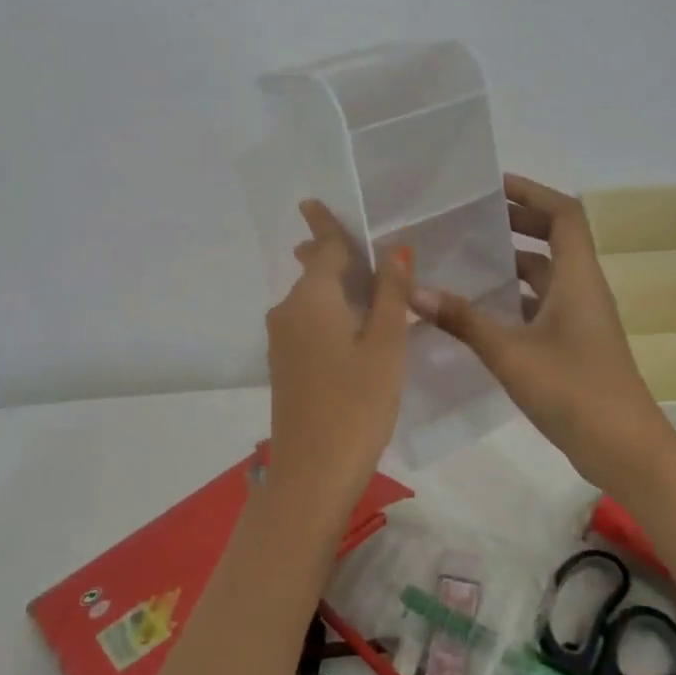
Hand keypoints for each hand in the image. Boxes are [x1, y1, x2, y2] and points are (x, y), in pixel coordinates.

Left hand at [264, 201, 415, 516]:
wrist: (310, 474)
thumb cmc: (356, 404)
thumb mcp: (385, 346)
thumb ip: (389, 294)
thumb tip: (394, 248)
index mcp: (312, 298)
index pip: (325, 248)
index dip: (327, 224)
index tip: (313, 200)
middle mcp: (288, 311)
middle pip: (313, 270)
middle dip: (329, 253)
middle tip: (355, 243)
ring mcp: (281, 340)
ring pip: (309, 298)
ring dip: (332, 284)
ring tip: (361, 279)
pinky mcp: (284, 365)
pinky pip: (307, 321)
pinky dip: (328, 310)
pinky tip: (348, 323)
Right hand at [410, 174, 669, 487]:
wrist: (625, 451)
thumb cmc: (574, 391)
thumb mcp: (511, 353)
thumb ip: (463, 320)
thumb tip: (414, 289)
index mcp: (578, 278)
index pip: (564, 215)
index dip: (533, 193)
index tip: (494, 186)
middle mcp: (583, 290)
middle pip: (555, 239)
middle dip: (517, 223)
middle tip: (471, 219)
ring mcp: (581, 319)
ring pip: (546, 275)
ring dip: (512, 262)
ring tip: (466, 258)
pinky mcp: (574, 344)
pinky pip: (541, 305)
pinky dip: (514, 298)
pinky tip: (479, 310)